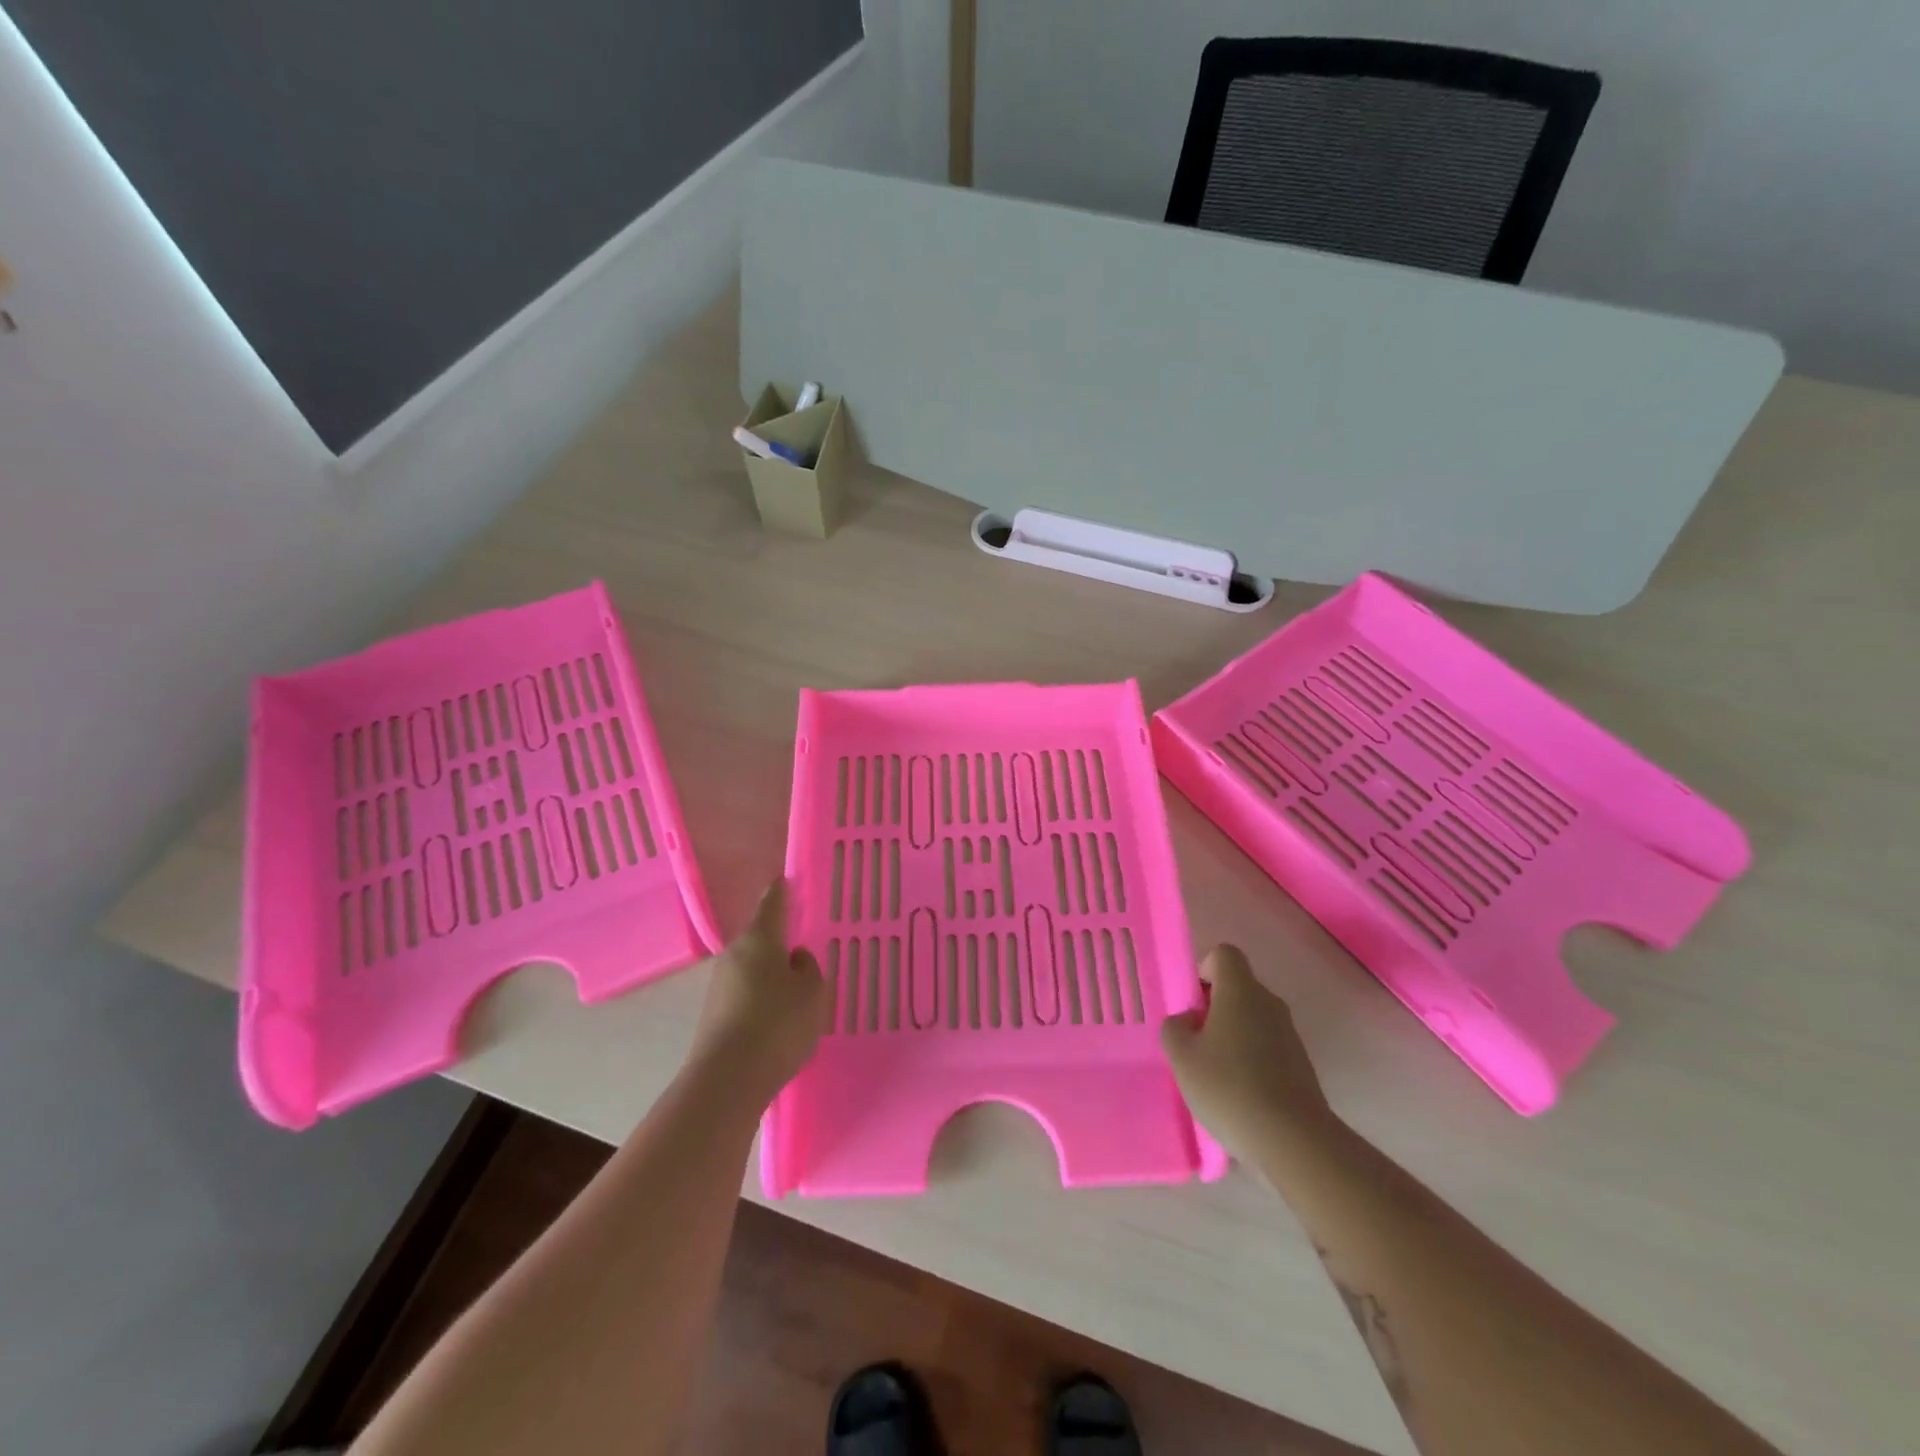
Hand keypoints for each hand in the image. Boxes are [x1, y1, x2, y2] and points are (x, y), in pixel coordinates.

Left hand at [688, 880, 827, 1106]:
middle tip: (806, 950)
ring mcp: (720, 986)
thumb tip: (794, 958)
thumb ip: (809, 968)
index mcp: (760, 938)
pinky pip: (746, 995)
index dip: (782, 890)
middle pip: (761, 939)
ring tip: (797, 992)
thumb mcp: (812, 993)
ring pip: (753, 969)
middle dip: (781, 942)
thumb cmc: (778, 1024)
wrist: (727, 1080)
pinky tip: (778, 1020)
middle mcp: (735, 954)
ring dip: (772, 975)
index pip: (773, 902)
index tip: (787, 879)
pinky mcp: (714, 1015)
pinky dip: (762, 1000)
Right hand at [1161, 945, 1338, 1160]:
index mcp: (1241, 990)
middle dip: (1213, 1008)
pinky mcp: (1301, 1066)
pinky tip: (1238, 1096)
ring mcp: (1290, 1035)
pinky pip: (1267, 1047)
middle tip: (1194, 1043)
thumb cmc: (1229, 1087)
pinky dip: (1250, 1061)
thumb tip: (1189, 1021)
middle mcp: (1269, 1003)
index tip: (1192, 1005)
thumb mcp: (1182, 1056)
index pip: (1224, 954)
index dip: (1203, 970)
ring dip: (1231, 1036)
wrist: (1294, 1142)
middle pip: (1238, 988)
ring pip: (1252, 1019)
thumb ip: (1175, 1028)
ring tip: (1214, 1075)